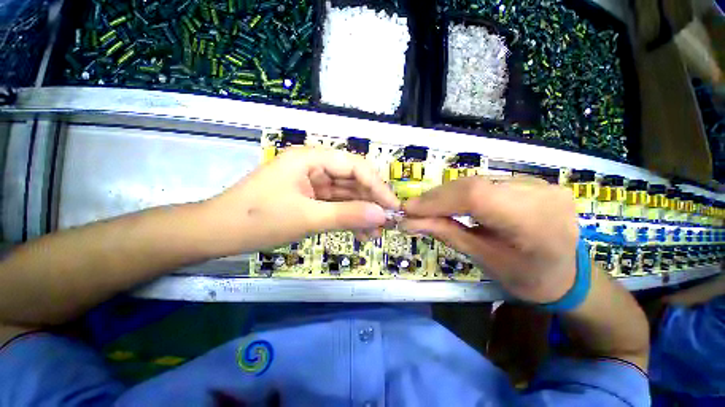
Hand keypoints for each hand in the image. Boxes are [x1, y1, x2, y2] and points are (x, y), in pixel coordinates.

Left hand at [206, 147, 399, 253]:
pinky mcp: (309, 198)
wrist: (218, 233)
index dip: (377, 186)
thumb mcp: (307, 218)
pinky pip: (335, 205)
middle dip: (370, 201)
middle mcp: (314, 166)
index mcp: (311, 158)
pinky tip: (360, 232)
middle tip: (387, 222)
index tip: (393, 207)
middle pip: (352, 180)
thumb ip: (347, 215)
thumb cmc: (258, 219)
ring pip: (345, 195)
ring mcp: (312, 183)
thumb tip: (381, 216)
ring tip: (375, 232)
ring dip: (361, 212)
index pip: (355, 167)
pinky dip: (348, 218)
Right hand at [402, 176, 578, 303]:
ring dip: (447, 194)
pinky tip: (451, 202)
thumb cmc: (526, 276)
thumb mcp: (482, 258)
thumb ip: (445, 233)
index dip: (436, 200)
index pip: (476, 197)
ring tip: (428, 207)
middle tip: (414, 209)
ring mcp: (539, 183)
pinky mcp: (532, 180)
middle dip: (437, 197)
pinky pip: (487, 181)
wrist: (567, 274)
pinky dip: (462, 192)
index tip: (408, 209)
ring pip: (478, 181)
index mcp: (534, 223)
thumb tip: (407, 221)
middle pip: (474, 185)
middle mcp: (541, 194)